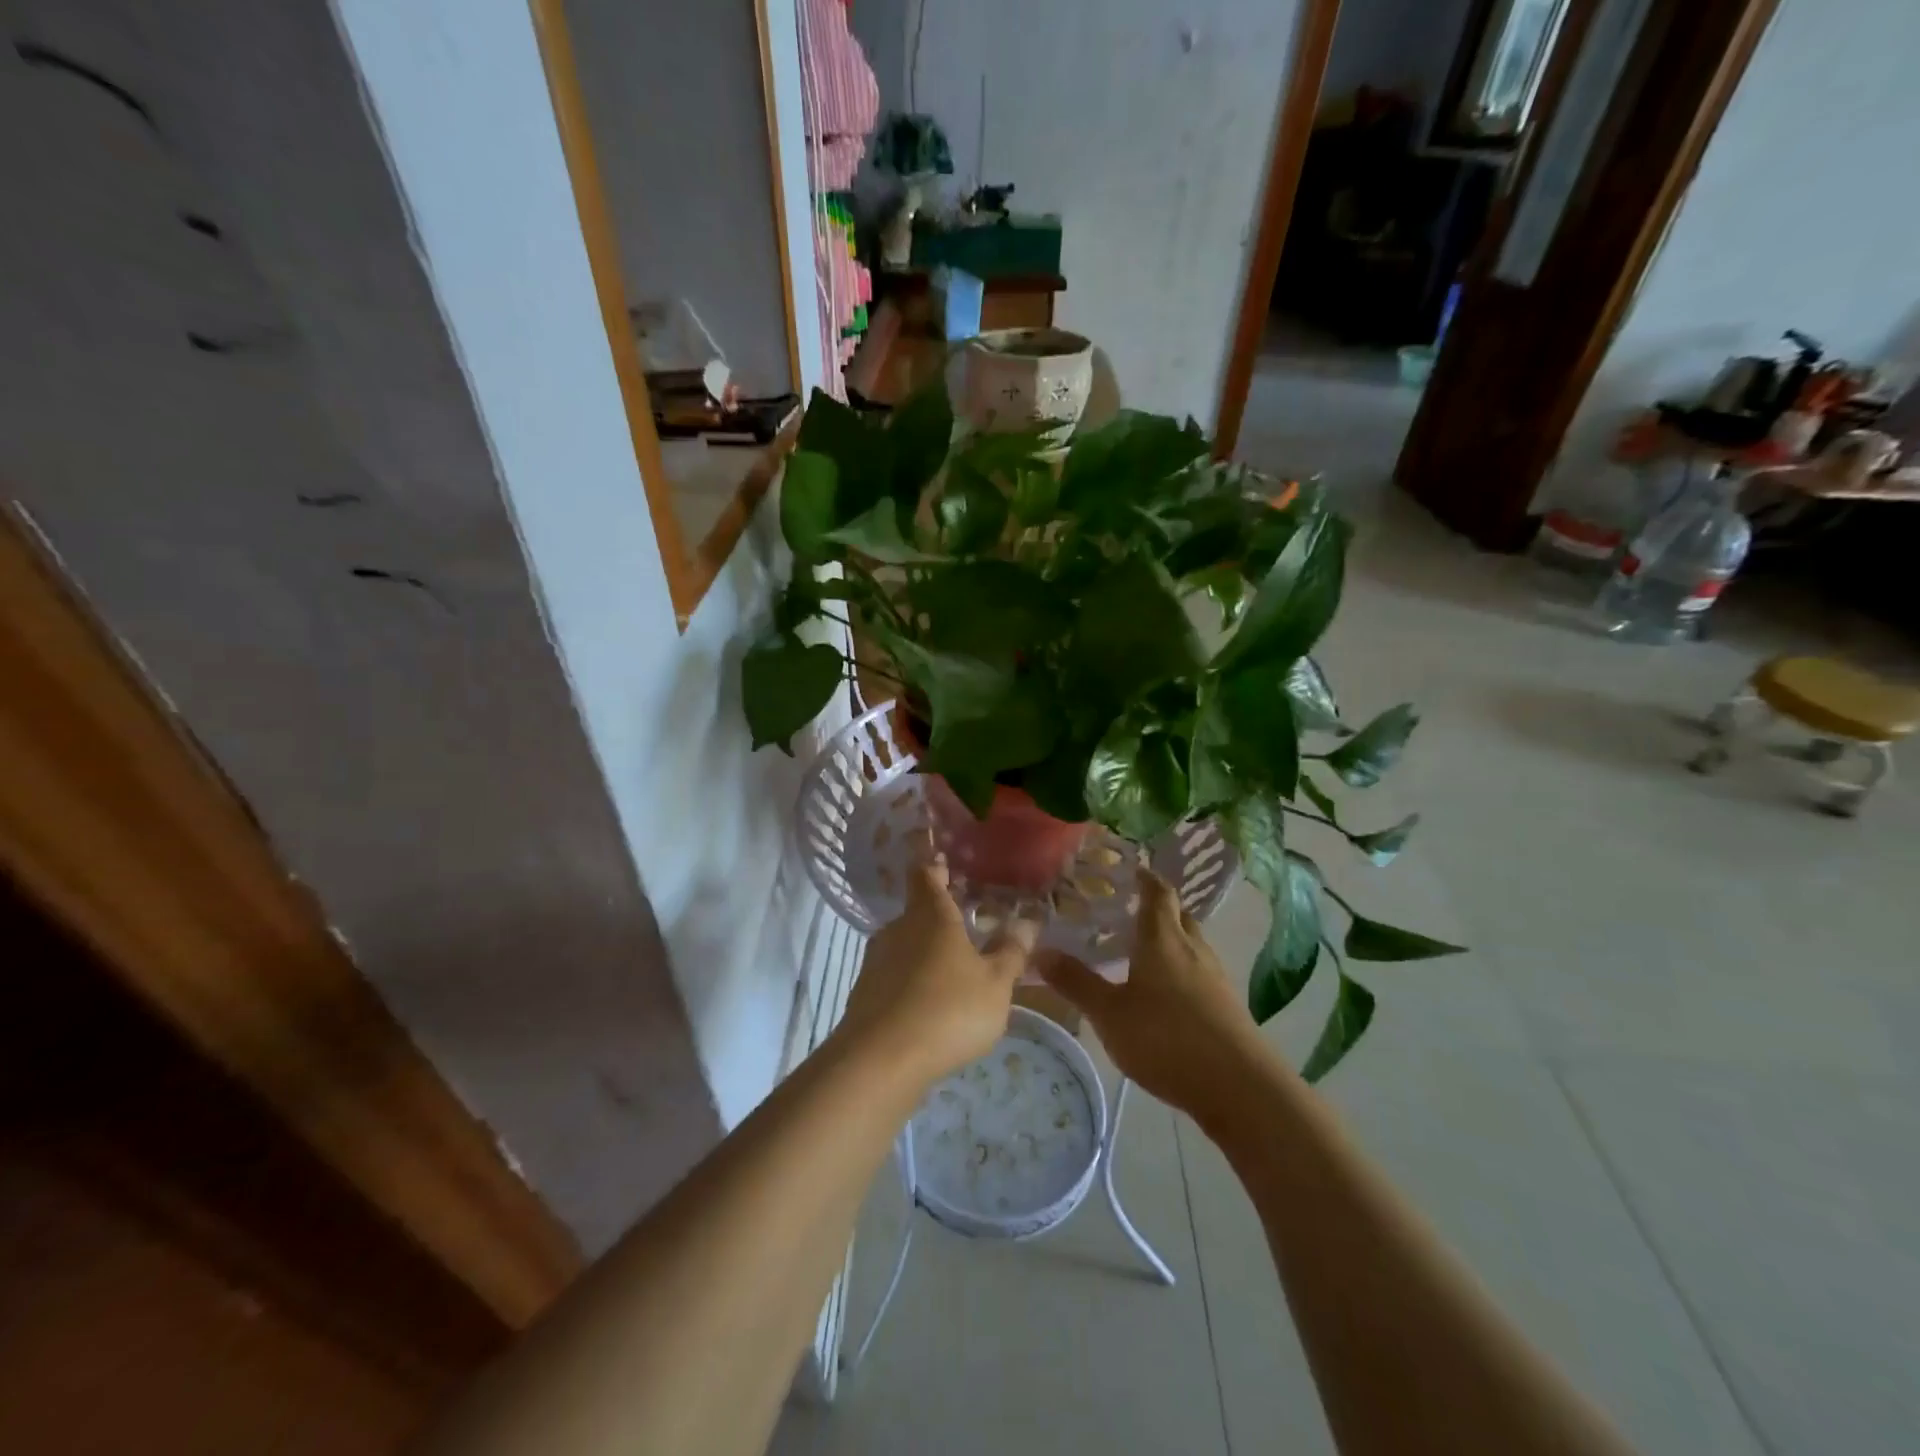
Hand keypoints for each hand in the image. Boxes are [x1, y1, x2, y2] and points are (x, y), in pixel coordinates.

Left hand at [834, 859, 1035, 1089]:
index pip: (926, 872)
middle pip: (918, 910)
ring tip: (956, 966)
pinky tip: (933, 1004)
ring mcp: (877, 961)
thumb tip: (1028, 922)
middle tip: (968, 918)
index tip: (943, 854)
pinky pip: (896, 976)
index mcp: (930, 915)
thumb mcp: (995, 984)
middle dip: (941, 913)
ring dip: (928, 950)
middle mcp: (898, 929)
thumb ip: (1011, 952)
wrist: (880, 1062)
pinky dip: (914, 980)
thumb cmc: (947, 1010)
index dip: (934, 861)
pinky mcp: (866, 994)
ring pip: (907, 945)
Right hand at [1039, 869, 1278, 1127]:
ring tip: (1141, 951)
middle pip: (1178, 915)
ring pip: (1191, 944)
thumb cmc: (1167, 1038)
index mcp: (1163, 939)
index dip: (1145, 878)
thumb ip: (1076, 982)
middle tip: (1128, 910)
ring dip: (1169, 939)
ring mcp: (1215, 977)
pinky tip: (1164, 993)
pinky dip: (1181, 969)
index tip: (1131, 870)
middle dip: (1156, 908)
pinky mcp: (1226, 1005)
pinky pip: (1200, 971)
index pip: (1158, 893)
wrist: (1239, 1087)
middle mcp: (1193, 948)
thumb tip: (1039, 951)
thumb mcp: (1110, 1013)